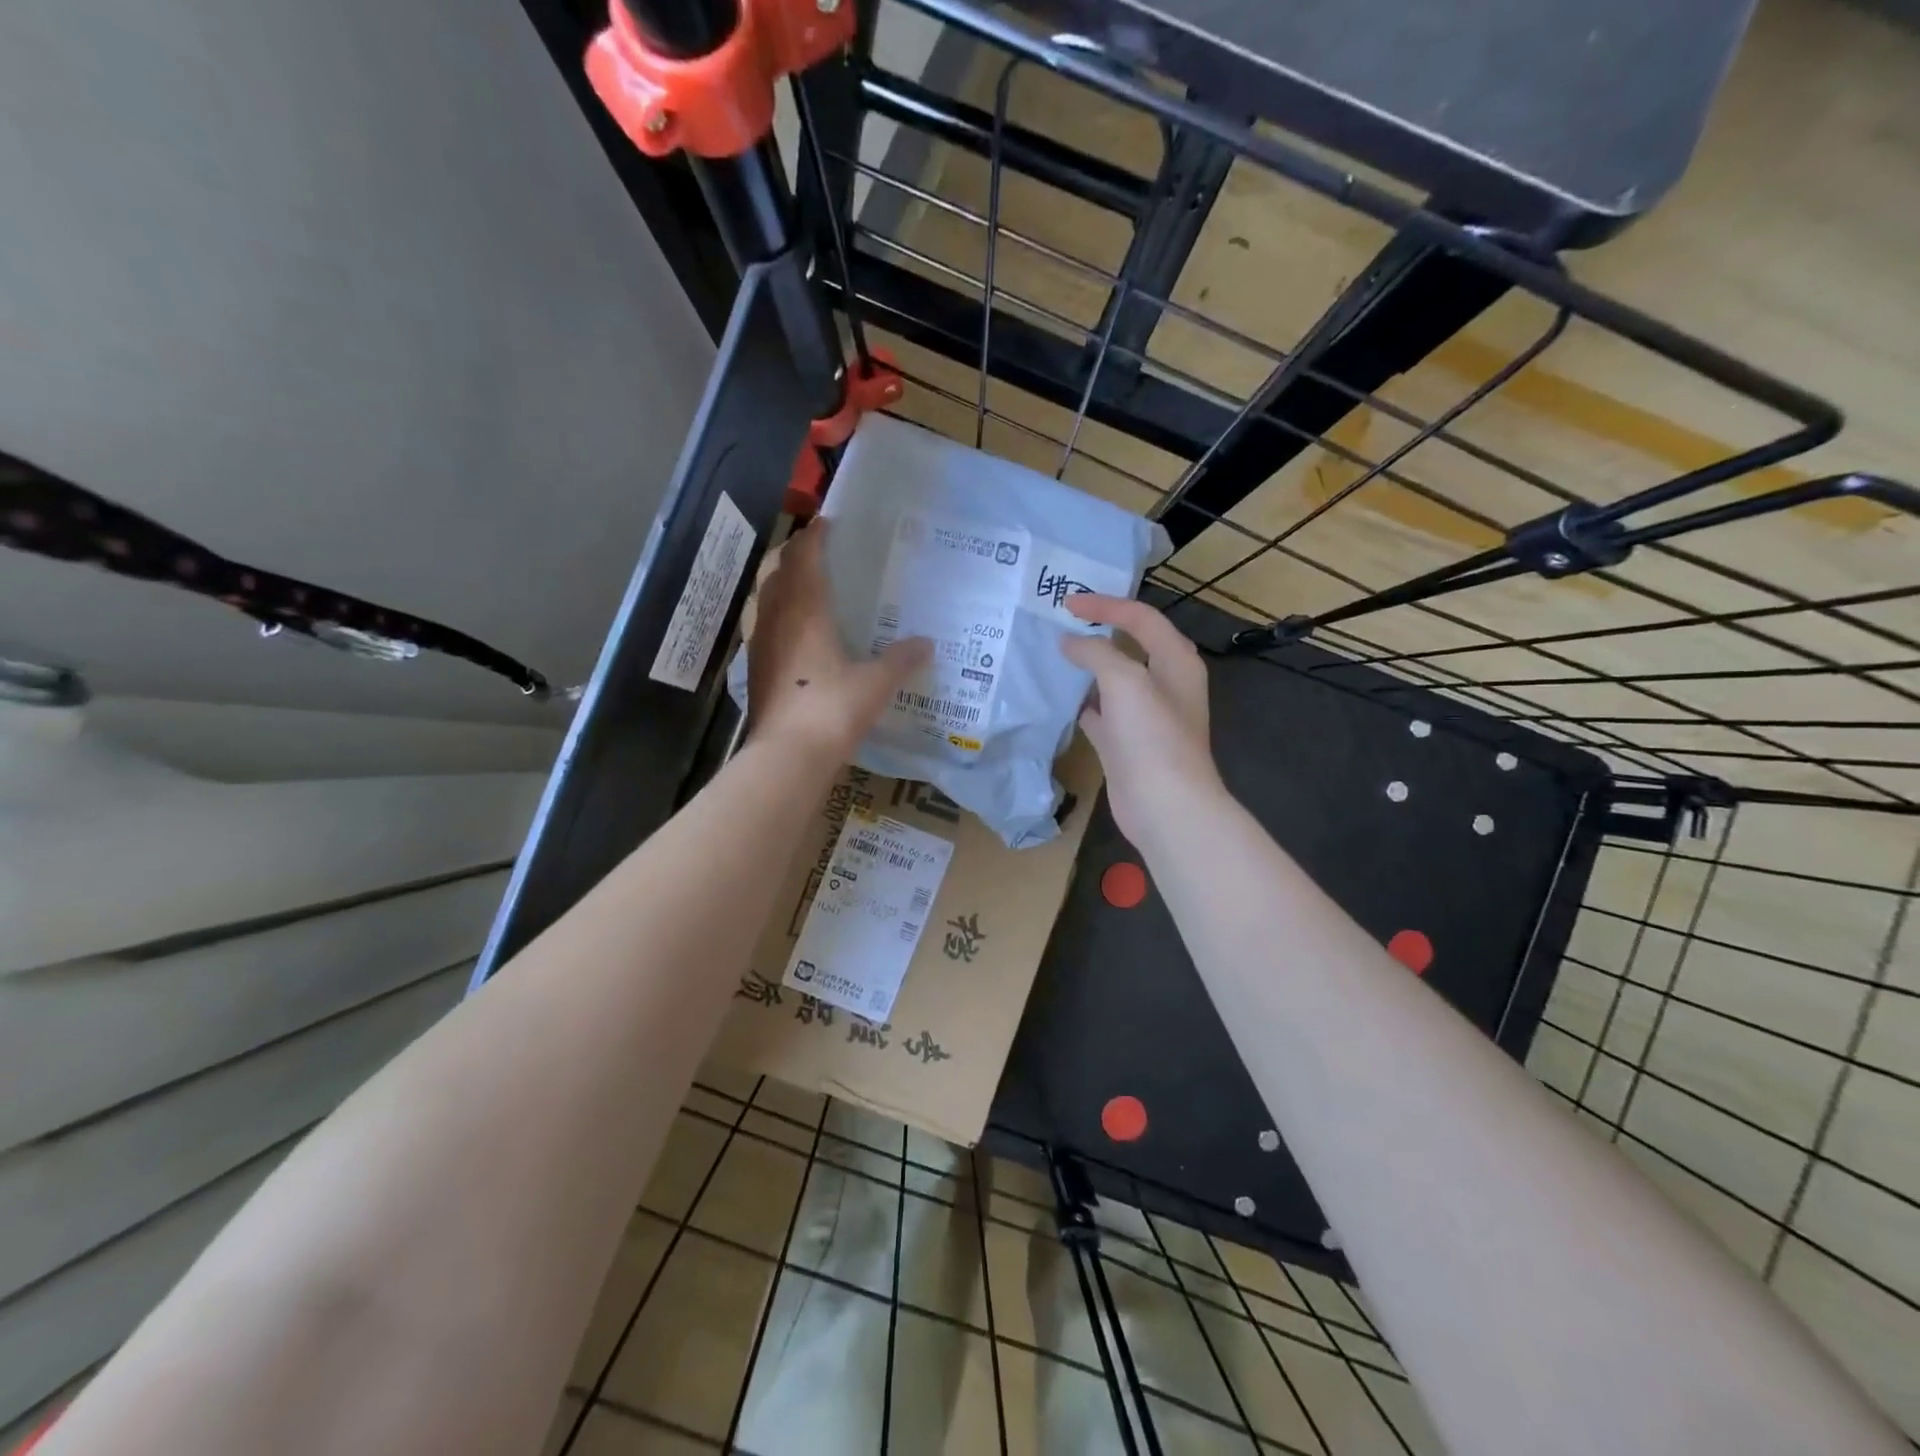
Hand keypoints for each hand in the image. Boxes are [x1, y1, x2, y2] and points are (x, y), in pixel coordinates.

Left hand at [746, 520, 929, 763]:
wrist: (788, 756)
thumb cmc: (833, 709)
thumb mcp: (876, 684)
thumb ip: (901, 660)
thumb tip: (926, 644)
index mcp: (805, 611)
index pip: (804, 557)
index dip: (814, 536)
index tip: (827, 524)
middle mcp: (776, 619)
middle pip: (778, 572)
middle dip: (795, 557)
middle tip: (820, 555)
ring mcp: (760, 645)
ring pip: (766, 600)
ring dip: (783, 586)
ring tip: (808, 590)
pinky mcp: (756, 671)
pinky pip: (765, 629)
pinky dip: (779, 619)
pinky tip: (798, 637)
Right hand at [1060, 595, 1224, 846]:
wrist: (1165, 806)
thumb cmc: (1152, 736)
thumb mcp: (1126, 681)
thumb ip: (1096, 653)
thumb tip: (1069, 642)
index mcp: (1176, 662)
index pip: (1141, 618)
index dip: (1106, 605)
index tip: (1067, 603)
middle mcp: (1163, 684)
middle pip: (1129, 645)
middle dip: (1097, 631)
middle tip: (1060, 620)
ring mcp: (1143, 716)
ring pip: (1111, 679)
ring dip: (1085, 666)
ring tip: (1051, 653)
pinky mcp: (1124, 742)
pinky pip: (1099, 711)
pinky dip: (1080, 701)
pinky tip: (1055, 696)